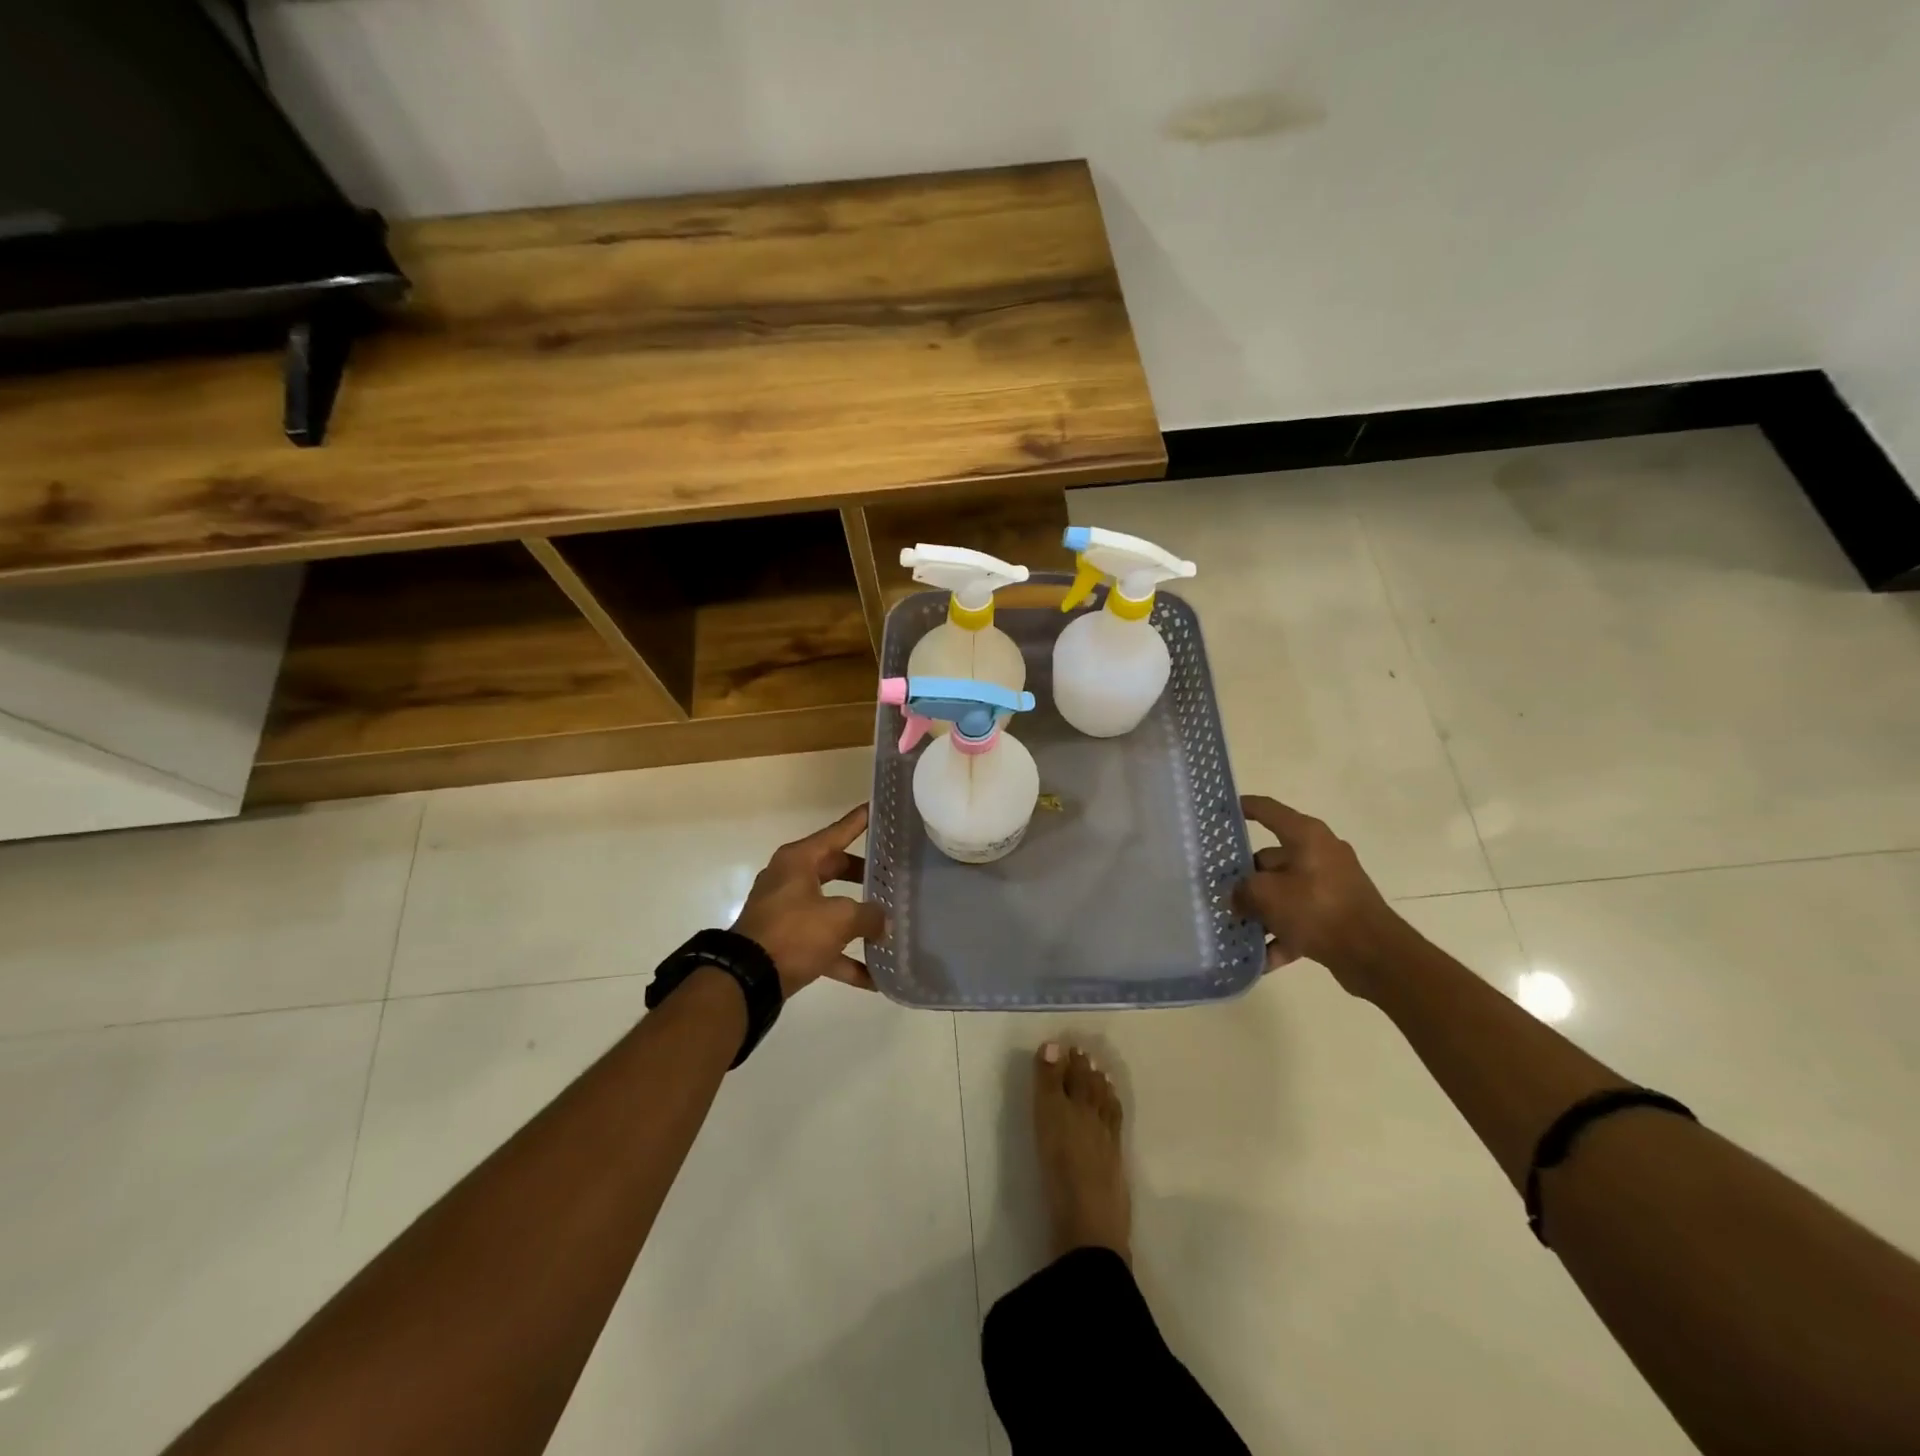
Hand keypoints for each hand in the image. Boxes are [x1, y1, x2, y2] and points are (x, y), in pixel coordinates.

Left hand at [731, 805, 887, 997]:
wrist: (746, 979)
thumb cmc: (793, 932)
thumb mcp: (839, 918)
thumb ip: (869, 915)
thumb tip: (883, 921)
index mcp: (799, 861)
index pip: (837, 833)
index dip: (858, 821)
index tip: (876, 807)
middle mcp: (790, 880)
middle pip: (835, 869)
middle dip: (864, 875)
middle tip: (892, 873)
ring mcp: (786, 912)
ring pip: (831, 908)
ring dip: (858, 921)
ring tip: (889, 924)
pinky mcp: (786, 943)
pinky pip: (823, 945)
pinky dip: (845, 959)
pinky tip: (874, 978)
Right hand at [1232, 795, 1405, 996]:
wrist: (1374, 955)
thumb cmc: (1318, 909)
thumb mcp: (1267, 895)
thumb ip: (1242, 890)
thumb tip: (1236, 896)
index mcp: (1306, 836)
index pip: (1267, 810)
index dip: (1243, 807)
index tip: (1220, 811)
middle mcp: (1319, 854)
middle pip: (1270, 859)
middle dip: (1243, 878)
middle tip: (1216, 890)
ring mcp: (1329, 886)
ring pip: (1282, 892)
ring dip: (1259, 910)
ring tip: (1231, 926)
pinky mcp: (1335, 914)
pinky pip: (1299, 920)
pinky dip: (1280, 936)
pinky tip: (1258, 958)